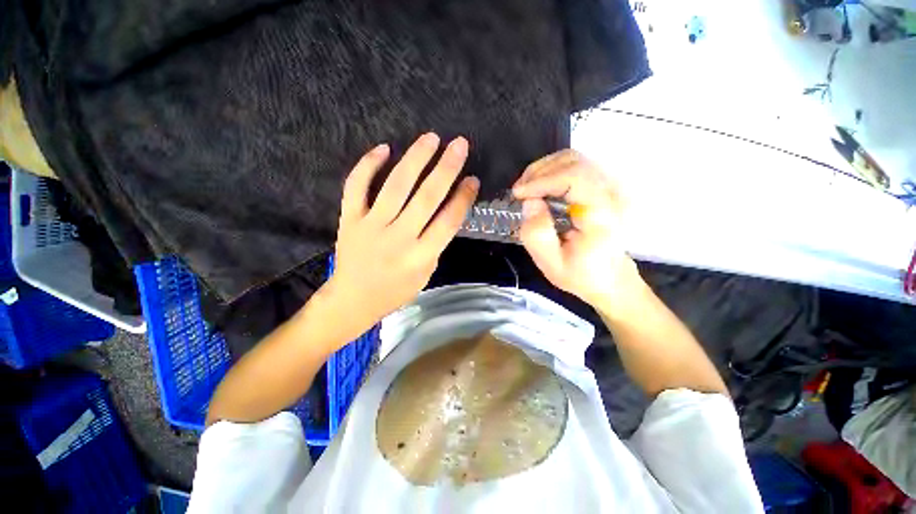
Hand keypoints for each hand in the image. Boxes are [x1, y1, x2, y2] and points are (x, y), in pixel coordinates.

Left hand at [326, 133, 478, 326]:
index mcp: (420, 256)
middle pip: (426, 197)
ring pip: (395, 186)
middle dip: (446, 168)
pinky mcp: (349, 219)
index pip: (448, 221)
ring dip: (415, 159)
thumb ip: (436, 244)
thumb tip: (446, 212)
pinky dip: (368, 165)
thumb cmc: (395, 291)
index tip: (473, 179)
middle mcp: (398, 238)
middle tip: (459, 144)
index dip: (463, 198)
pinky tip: (384, 148)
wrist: (352, 300)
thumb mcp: (426, 274)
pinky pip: (356, 186)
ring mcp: (371, 226)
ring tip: (431, 138)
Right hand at [513, 150, 640, 307]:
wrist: (609, 278)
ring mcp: (609, 188)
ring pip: (574, 159)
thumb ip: (538, 235)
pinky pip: (575, 167)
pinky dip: (551, 172)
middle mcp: (611, 194)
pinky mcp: (602, 187)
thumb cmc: (581, 274)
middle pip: (574, 161)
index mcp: (602, 215)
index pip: (575, 177)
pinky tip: (539, 187)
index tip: (518, 194)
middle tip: (519, 192)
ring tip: (526, 189)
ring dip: (544, 170)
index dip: (542, 180)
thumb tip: (530, 202)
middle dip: (539, 172)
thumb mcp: (552, 264)